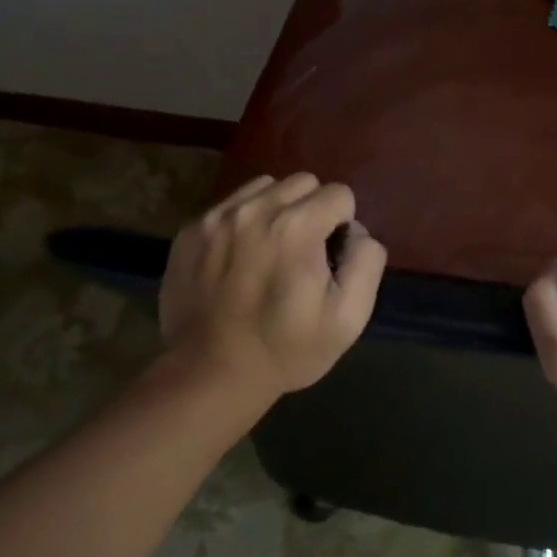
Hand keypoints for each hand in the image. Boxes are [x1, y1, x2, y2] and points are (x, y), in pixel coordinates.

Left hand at [158, 173, 386, 413]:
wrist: (209, 374)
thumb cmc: (286, 349)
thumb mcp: (348, 317)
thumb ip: (366, 261)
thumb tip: (356, 232)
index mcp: (297, 227)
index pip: (339, 194)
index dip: (343, 224)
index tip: (330, 257)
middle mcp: (256, 210)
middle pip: (303, 182)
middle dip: (313, 209)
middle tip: (304, 251)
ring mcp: (217, 217)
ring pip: (265, 187)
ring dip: (278, 209)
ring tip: (272, 248)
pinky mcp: (190, 231)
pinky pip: (230, 205)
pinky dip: (243, 220)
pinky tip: (240, 257)